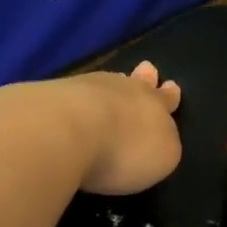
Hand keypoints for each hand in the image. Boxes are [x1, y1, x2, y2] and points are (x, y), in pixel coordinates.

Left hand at [66, 61, 183, 195]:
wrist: (66, 130)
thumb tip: (156, 140)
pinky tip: (76, 103)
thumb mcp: (162, 158)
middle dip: (145, 78)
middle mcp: (125, 90)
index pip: (166, 98)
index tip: (172, 87)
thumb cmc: (123, 149)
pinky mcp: (55, 95)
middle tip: (147, 69)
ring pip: (107, 83)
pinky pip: (76, 92)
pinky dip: (80, 98)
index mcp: (155, 105)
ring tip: (113, 84)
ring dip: (112, 87)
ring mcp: (88, 88)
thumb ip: (162, 146)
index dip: (170, 96)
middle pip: (138, 82)